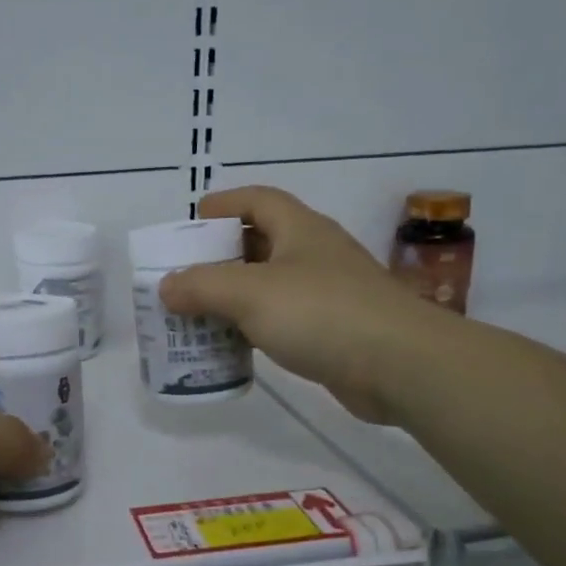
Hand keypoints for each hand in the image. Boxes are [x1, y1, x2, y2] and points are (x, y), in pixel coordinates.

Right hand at [157, 186, 436, 420]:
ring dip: (233, 296)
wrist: (400, 365)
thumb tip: (165, 287)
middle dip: (219, 257)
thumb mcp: (250, 293)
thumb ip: (201, 287)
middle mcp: (314, 254)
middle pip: (259, 243)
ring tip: (197, 313)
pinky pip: (282, 319)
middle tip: (183, 276)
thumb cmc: (321, 313)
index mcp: (300, 229)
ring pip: (269, 285)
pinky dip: (254, 326)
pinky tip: (233, 345)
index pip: (257, 200)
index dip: (223, 205)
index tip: (190, 225)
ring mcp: (327, 293)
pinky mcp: (333, 330)